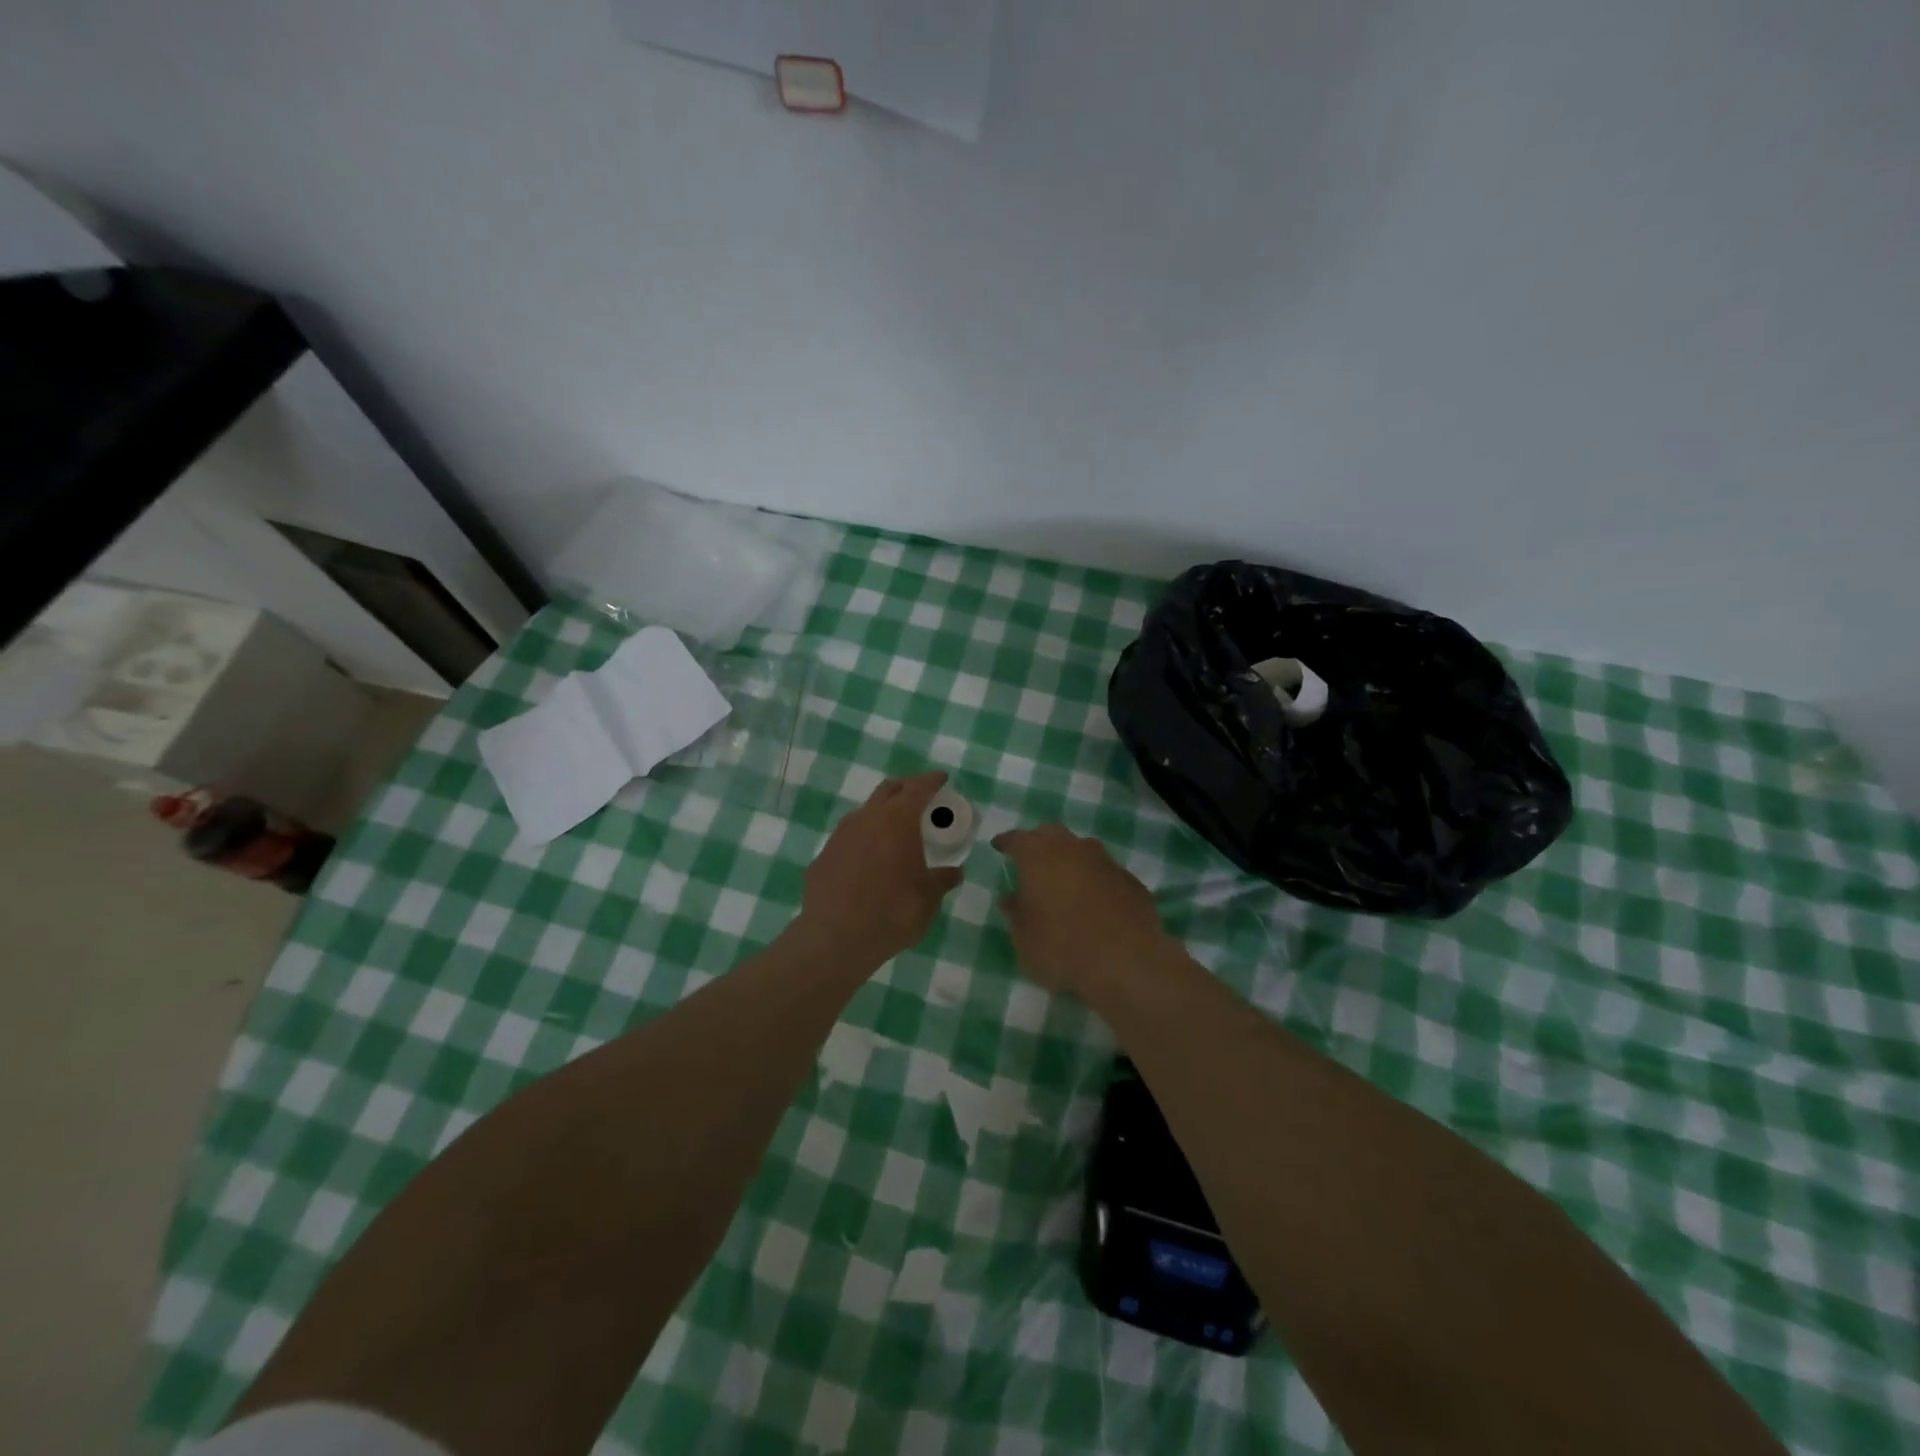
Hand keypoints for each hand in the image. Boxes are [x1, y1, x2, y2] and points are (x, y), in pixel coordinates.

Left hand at [797, 771, 963, 966]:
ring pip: (865, 813)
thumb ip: (942, 880)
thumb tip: (954, 873)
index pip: (918, 788)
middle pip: (888, 790)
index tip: (941, 779)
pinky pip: (848, 839)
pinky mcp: (823, 856)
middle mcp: (866, 818)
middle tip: (920, 800)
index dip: (931, 781)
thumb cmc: (892, 913)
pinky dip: (863, 841)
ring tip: (895, 833)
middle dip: (905, 789)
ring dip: (881, 815)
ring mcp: (840, 835)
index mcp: (897, 820)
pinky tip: (869, 862)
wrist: (835, 939)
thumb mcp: (928, 899)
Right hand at [992, 823, 1172, 993]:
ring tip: (1065, 880)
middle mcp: (1073, 849)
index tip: (999, 846)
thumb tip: (1011, 899)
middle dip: (1040, 842)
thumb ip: (1016, 914)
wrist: (1126, 963)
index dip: (1006, 842)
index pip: (1017, 839)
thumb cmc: (1062, 948)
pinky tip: (1095, 901)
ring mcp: (1106, 862)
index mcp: (1039, 856)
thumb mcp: (1024, 938)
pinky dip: (1096, 880)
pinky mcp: (1131, 881)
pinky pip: (1105, 873)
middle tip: (1031, 859)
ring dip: (1071, 860)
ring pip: (1083, 849)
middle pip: (1052, 834)